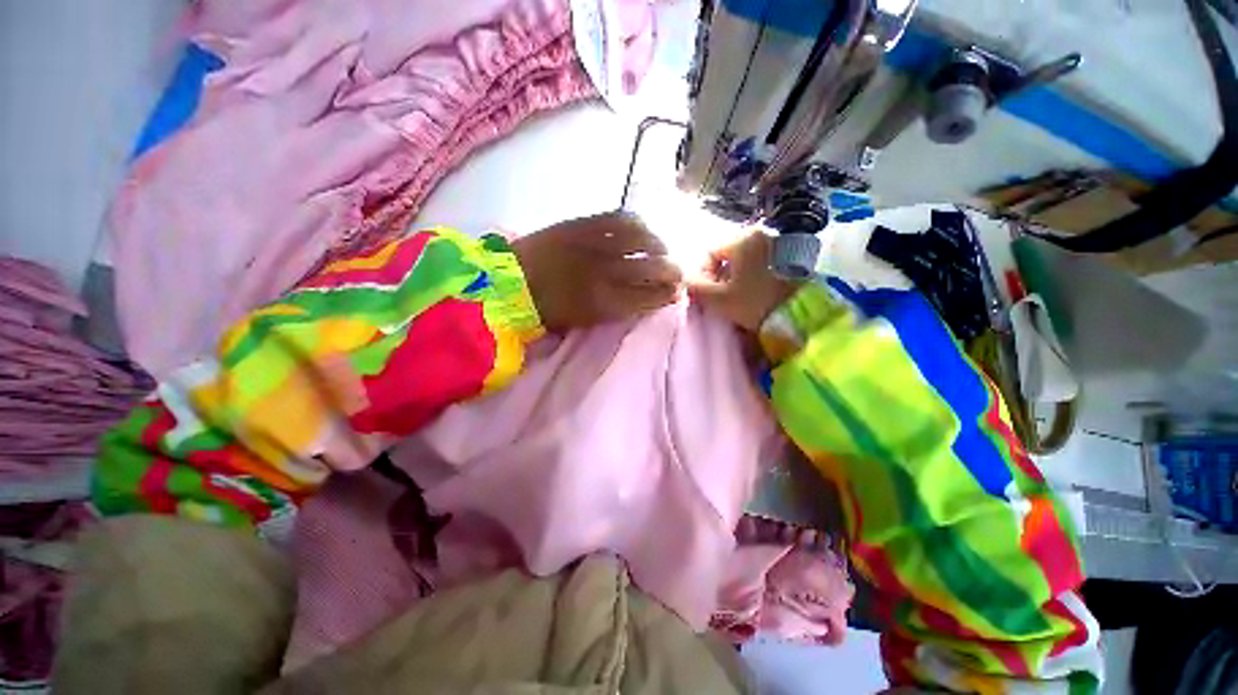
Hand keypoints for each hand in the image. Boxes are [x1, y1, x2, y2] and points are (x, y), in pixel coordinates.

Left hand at [512, 213, 682, 331]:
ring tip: (661, 248)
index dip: (667, 294)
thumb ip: (615, 310)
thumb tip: (641, 299)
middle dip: (672, 271)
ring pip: (641, 239)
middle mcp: (606, 272)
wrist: (507, 283)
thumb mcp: (583, 321)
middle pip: (652, 268)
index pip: (649, 296)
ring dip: (658, 245)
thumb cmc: (546, 311)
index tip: (676, 293)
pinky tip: (641, 229)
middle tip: (677, 272)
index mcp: (604, 302)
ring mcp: (594, 244)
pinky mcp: (581, 223)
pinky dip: (636, 224)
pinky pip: (618, 218)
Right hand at [688, 231, 800, 331]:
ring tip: (735, 297)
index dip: (702, 275)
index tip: (707, 294)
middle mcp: (760, 234)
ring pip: (741, 259)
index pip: (709, 253)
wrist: (799, 315)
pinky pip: (757, 262)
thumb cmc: (754, 303)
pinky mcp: (786, 255)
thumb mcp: (718, 298)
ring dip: (732, 277)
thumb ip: (695, 287)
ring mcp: (776, 243)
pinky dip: (749, 275)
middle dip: (718, 276)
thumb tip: (685, 281)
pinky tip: (751, 292)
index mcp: (743, 239)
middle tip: (719, 298)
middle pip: (726, 255)